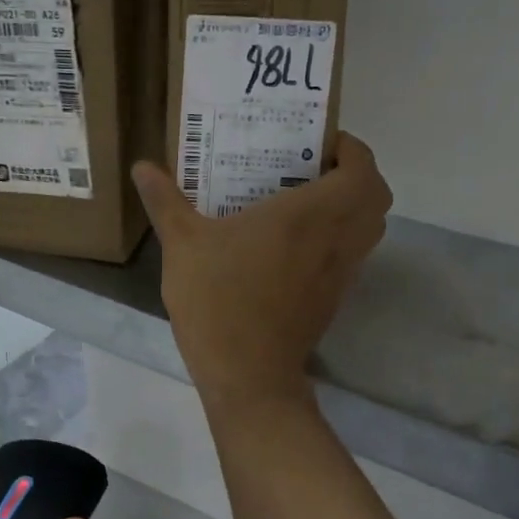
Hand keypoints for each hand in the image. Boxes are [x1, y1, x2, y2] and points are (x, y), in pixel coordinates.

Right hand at [132, 132, 392, 412]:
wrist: (247, 375)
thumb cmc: (218, 300)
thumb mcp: (182, 245)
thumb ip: (165, 201)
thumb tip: (141, 167)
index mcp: (309, 214)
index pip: (362, 168)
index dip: (351, 149)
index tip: (318, 143)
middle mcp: (337, 238)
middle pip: (377, 196)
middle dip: (355, 174)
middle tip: (313, 168)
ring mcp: (341, 272)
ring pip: (370, 228)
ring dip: (351, 207)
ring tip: (305, 200)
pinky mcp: (334, 298)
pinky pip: (353, 254)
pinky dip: (340, 238)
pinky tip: (294, 244)